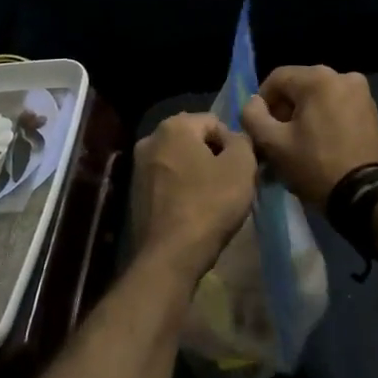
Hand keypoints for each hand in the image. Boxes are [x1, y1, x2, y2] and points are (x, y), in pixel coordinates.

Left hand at [130, 112, 257, 281]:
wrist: (170, 255)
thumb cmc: (210, 204)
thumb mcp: (242, 166)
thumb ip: (243, 141)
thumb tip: (234, 139)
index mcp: (174, 125)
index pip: (215, 123)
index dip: (234, 145)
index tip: (241, 170)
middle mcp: (150, 139)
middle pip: (195, 141)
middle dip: (214, 158)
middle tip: (230, 185)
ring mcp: (138, 167)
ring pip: (181, 162)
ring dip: (198, 174)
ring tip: (213, 200)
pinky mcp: (134, 193)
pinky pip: (167, 182)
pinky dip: (182, 190)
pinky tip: (194, 211)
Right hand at [241, 65, 377, 204]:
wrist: (367, 196)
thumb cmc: (316, 166)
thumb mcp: (273, 144)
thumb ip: (252, 116)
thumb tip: (253, 103)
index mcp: (319, 78)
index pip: (276, 79)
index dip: (261, 103)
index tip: (260, 129)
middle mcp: (343, 76)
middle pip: (299, 86)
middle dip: (283, 110)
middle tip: (277, 139)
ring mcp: (362, 92)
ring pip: (318, 97)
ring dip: (303, 115)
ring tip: (298, 144)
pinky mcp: (372, 110)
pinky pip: (337, 106)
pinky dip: (324, 119)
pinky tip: (320, 143)